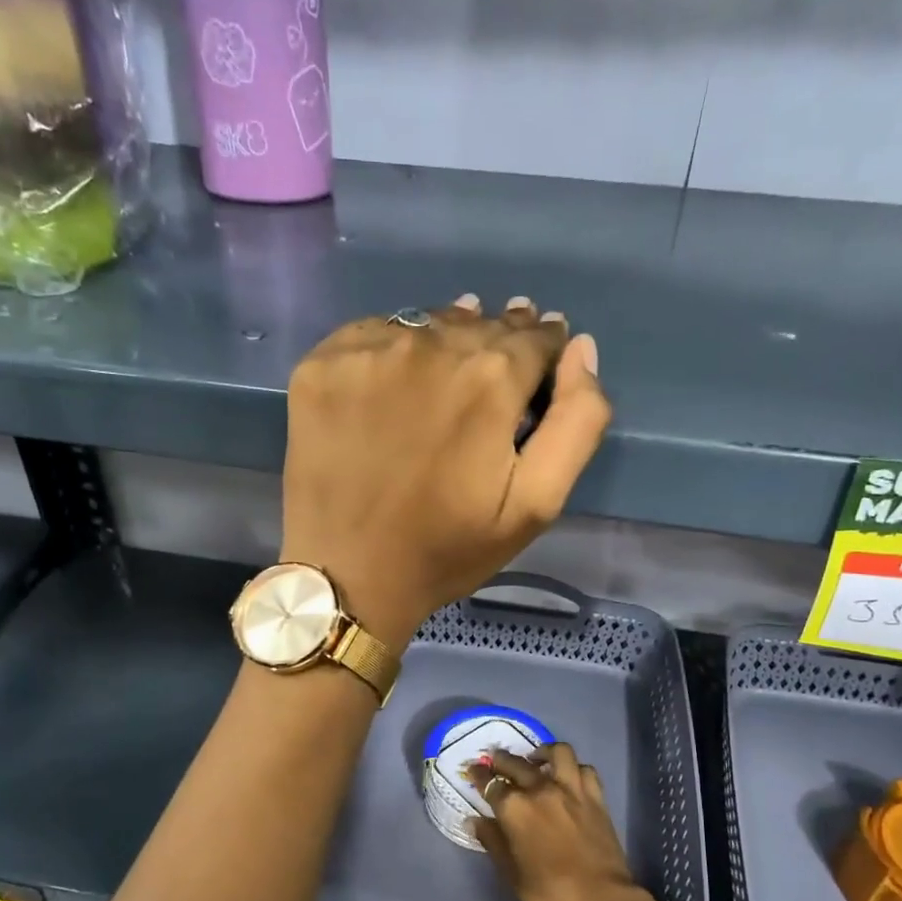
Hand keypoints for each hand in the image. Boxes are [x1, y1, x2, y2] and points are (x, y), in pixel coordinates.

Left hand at [281, 295, 609, 647]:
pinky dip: (389, 353)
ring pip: (426, 325)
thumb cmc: (448, 548)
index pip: (535, 338)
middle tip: (490, 383)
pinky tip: (390, 390)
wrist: (348, 575)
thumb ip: (576, 422)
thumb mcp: (536, 504)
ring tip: (444, 380)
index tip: (534, 377)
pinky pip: (372, 336)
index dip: (543, 354)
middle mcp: (429, 345)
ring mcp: (368, 351)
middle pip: (480, 325)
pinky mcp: (321, 364)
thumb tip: (580, 348)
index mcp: (490, 378)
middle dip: (497, 346)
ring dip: (445, 343)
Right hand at [465, 743, 648, 900]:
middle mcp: (541, 789)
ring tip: (537, 758)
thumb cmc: (547, 891)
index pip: (490, 783)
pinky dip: (574, 768)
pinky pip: (585, 770)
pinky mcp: (596, 797)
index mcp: (514, 808)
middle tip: (496, 759)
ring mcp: (572, 790)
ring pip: (558, 752)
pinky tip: (568, 776)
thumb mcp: (510, 872)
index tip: (474, 770)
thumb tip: (475, 821)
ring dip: (544, 751)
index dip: (479, 775)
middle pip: (517, 763)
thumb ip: (492, 840)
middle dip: (503, 759)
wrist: (599, 899)